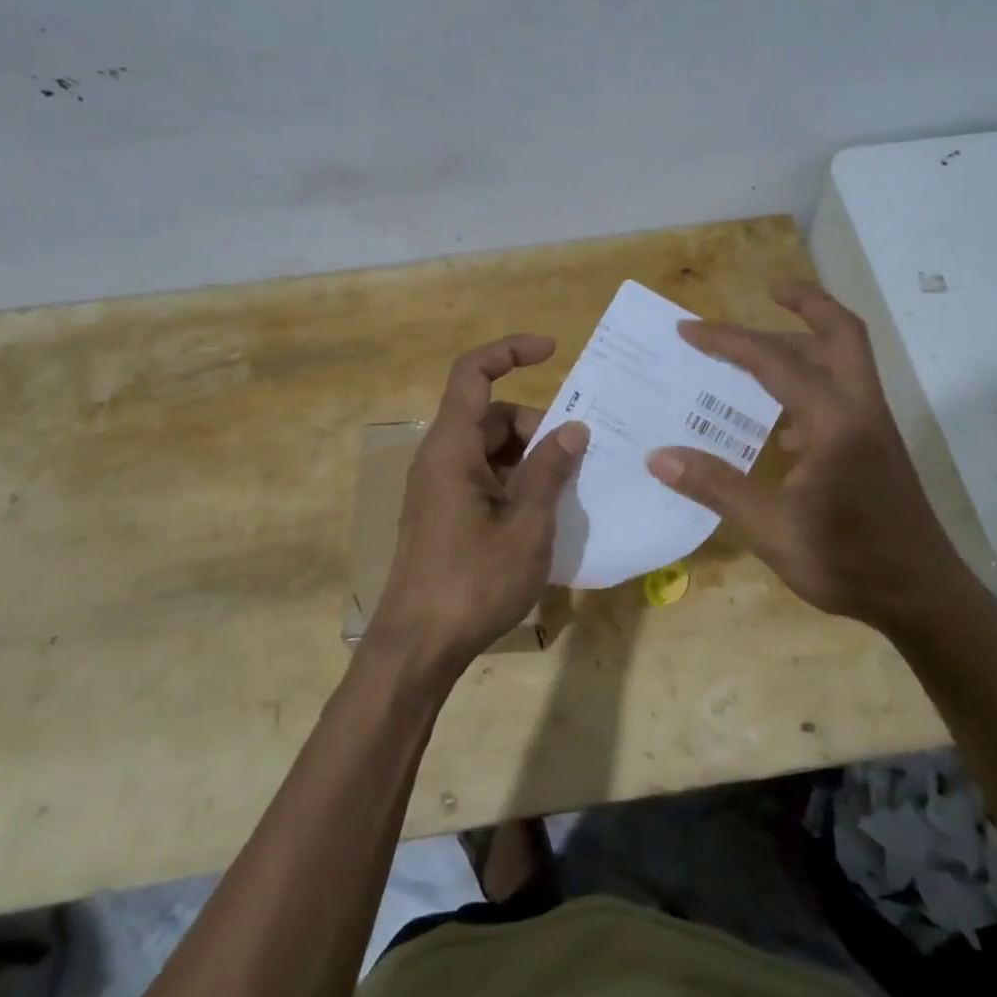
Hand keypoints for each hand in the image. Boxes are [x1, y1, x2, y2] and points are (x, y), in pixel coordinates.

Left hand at [367, 335, 588, 674]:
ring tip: (568, 490)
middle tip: (577, 457)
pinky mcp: (444, 513)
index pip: (474, 373)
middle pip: (491, 415)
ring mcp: (440, 487)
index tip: (553, 351)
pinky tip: (544, 514)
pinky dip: (516, 481)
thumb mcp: (527, 524)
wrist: (418, 645)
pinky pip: (484, 477)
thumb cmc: (473, 580)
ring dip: (530, 458)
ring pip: (491, 448)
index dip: (510, 351)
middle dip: (537, 425)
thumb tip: (573, 429)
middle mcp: (441, 457)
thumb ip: (550, 470)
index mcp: (452, 447)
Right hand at [645, 280, 978, 634]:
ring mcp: (873, 429)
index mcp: (834, 420)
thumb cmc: (848, 560)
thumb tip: (658, 456)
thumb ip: (716, 487)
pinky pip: (842, 397)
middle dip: (806, 304)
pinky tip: (779, 423)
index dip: (729, 341)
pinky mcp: (876, 449)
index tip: (689, 330)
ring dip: (807, 344)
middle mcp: (860, 410)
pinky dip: (811, 387)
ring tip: (760, 351)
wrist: (923, 597)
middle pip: (840, 334)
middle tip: (770, 289)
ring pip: (845, 363)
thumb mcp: (771, 528)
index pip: (775, 361)